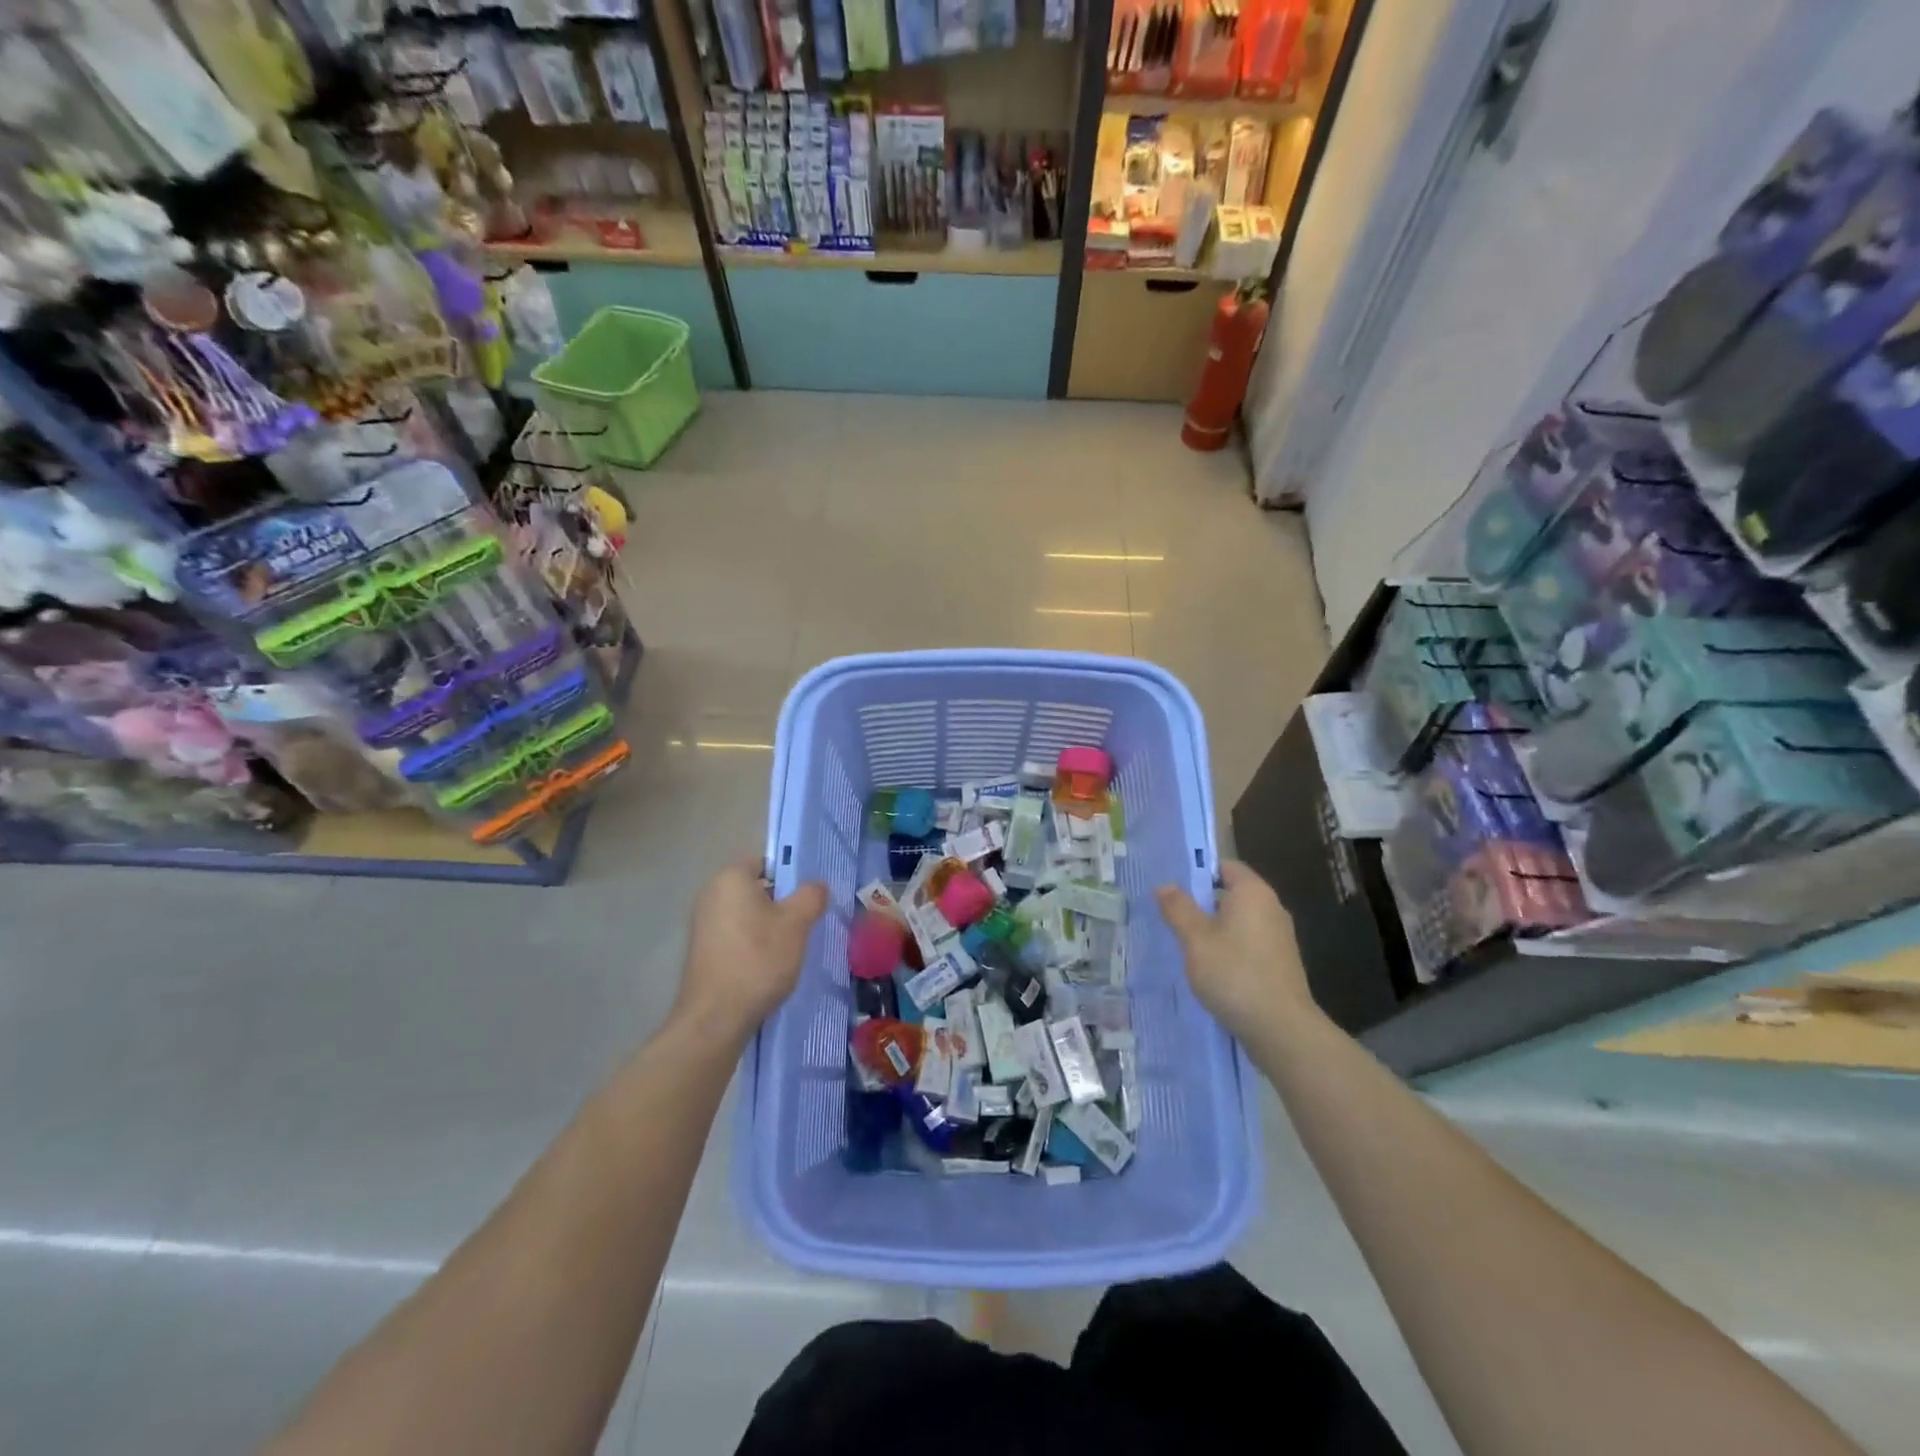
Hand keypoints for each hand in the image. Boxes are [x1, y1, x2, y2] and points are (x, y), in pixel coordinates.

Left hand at [675, 859, 827, 1044]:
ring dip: (769, 926)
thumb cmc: (758, 959)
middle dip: (782, 902)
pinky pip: (735, 935)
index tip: (809, 897)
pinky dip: (753, 944)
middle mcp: (711, 894)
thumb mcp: (797, 923)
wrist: (716, 1018)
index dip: (791, 875)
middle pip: (756, 889)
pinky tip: (769, 965)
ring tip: (792, 947)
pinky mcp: (702, 951)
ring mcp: (702, 924)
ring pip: (747, 914)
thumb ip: (811, 896)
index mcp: (730, 877)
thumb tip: (816, 885)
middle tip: (806, 922)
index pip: (766, 862)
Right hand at [1157, 861, 1314, 1039]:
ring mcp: (1280, 938)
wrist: (1281, 1029)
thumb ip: (1178, 908)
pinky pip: (1249, 945)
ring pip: (1240, 922)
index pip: (1225, 866)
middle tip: (1172, 918)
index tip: (1173, 889)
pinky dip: (1231, 950)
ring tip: (1187, 946)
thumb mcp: (1196, 939)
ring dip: (1215, 930)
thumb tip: (1165, 885)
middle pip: (1232, 894)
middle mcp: (1272, 908)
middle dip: (1203, 904)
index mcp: (1253, 893)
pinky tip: (1212, 970)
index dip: (1199, 872)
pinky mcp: (1281, 964)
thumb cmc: (1234, 974)